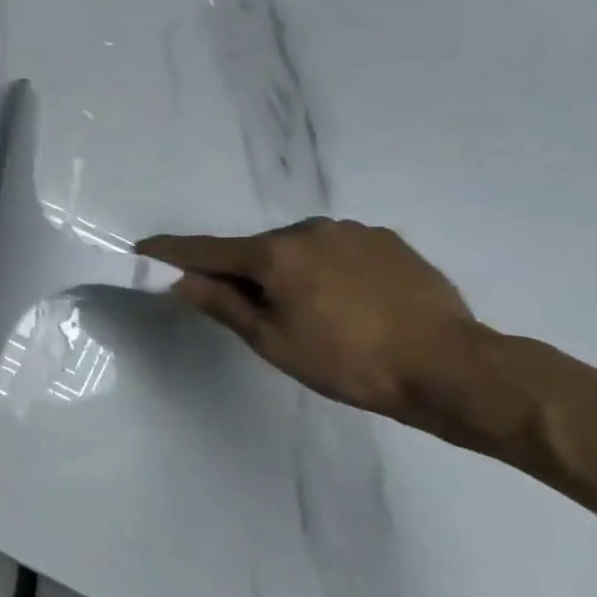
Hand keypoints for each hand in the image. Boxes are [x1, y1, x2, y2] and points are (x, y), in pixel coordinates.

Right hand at [138, 220, 489, 431]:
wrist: (452, 367)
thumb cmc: (348, 362)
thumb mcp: (274, 341)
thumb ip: (223, 304)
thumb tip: (182, 281)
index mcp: (275, 253)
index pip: (208, 250)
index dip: (173, 251)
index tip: (144, 247)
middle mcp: (309, 229)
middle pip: (256, 250)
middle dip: (244, 273)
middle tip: (254, 312)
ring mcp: (352, 231)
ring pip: (299, 249)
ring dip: (289, 271)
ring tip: (314, 314)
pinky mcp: (387, 241)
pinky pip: (337, 250)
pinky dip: (326, 270)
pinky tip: (349, 302)